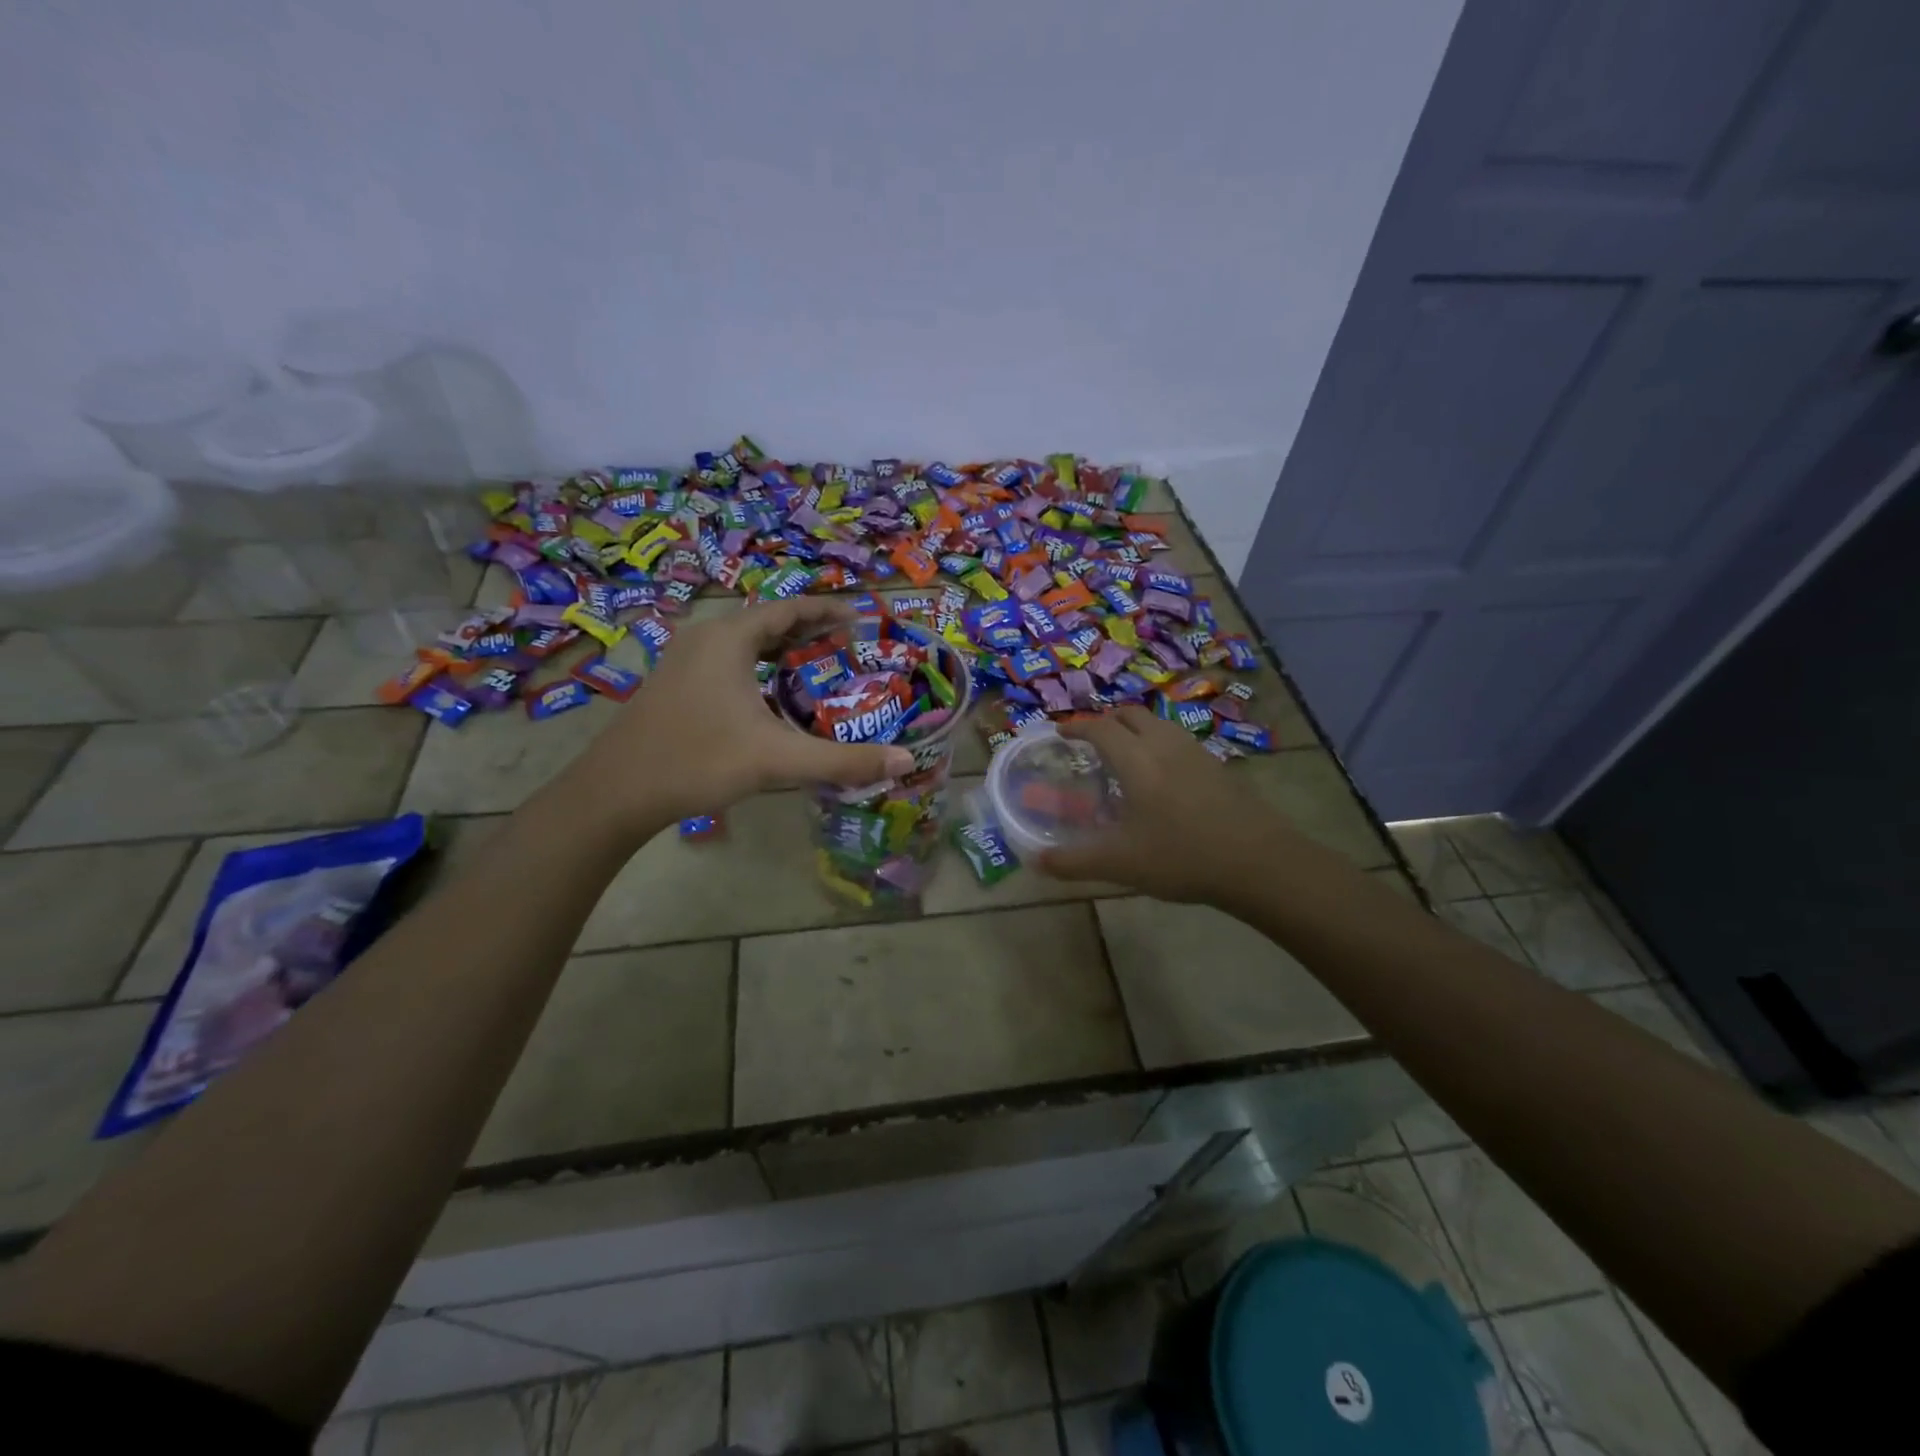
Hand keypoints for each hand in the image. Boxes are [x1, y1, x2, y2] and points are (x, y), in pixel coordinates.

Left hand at [573, 598, 914, 826]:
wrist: (615, 793)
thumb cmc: (698, 761)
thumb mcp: (778, 760)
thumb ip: (844, 760)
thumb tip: (905, 762)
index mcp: (729, 639)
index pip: (788, 609)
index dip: (827, 610)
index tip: (860, 617)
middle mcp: (704, 638)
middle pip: (766, 622)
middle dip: (808, 630)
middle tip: (847, 645)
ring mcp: (683, 661)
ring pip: (744, 643)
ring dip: (781, 649)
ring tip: (816, 664)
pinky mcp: (673, 685)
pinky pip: (726, 662)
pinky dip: (757, 667)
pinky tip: (769, 696)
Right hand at [1038, 706, 1299, 902]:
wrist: (1258, 862)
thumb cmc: (1181, 857)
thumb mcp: (1120, 864)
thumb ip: (1074, 862)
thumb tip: (1036, 862)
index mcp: (1137, 760)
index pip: (1100, 728)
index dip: (1077, 727)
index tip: (1060, 734)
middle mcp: (1165, 745)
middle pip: (1131, 715)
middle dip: (1106, 721)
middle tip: (1090, 742)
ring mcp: (1196, 753)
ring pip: (1159, 724)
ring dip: (1136, 730)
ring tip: (1125, 755)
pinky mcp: (1218, 767)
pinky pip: (1179, 741)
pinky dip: (1159, 745)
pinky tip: (1162, 778)